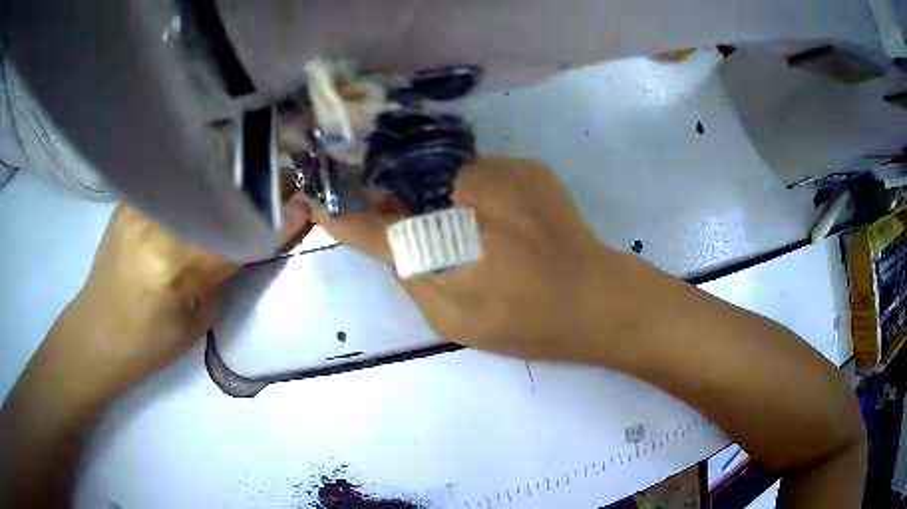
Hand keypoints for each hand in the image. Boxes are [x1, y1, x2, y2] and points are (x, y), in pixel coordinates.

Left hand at [55, 200, 310, 399]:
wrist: (97, 334)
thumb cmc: (149, 345)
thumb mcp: (198, 321)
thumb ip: (227, 273)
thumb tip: (261, 238)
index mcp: (170, 266)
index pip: (234, 233)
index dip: (273, 218)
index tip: (303, 204)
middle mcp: (151, 223)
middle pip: (216, 193)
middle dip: (256, 187)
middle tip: (283, 185)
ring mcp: (136, 205)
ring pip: (195, 179)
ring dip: (229, 178)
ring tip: (253, 179)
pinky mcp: (128, 200)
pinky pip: (173, 182)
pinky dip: (199, 180)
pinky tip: (213, 181)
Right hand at [315, 157, 632, 361]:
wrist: (597, 299)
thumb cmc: (527, 322)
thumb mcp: (456, 319)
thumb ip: (412, 277)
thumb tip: (387, 240)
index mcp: (451, 245)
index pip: (379, 226)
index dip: (347, 217)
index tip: (323, 206)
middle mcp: (471, 195)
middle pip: (411, 185)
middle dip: (397, 199)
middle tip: (406, 222)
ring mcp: (507, 171)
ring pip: (446, 172)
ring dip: (438, 193)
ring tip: (462, 224)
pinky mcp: (530, 166)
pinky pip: (482, 169)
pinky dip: (473, 188)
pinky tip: (494, 217)